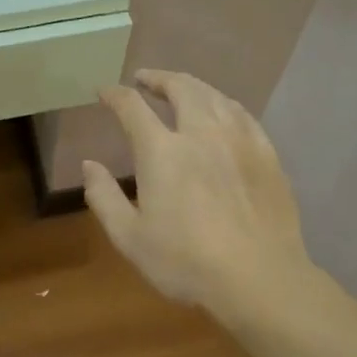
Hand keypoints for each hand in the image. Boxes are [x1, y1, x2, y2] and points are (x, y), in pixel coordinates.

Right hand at [84, 69, 314, 320]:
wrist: (259, 278)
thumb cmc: (185, 262)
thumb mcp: (129, 237)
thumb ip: (104, 197)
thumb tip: (89, 165)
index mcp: (162, 151)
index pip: (132, 108)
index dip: (114, 95)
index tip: (103, 92)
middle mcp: (201, 133)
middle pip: (181, 88)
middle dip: (158, 78)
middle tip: (144, 79)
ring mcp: (239, 140)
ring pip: (214, 96)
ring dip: (192, 86)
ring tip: (181, 89)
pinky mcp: (267, 155)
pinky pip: (243, 115)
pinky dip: (224, 104)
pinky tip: (222, 112)